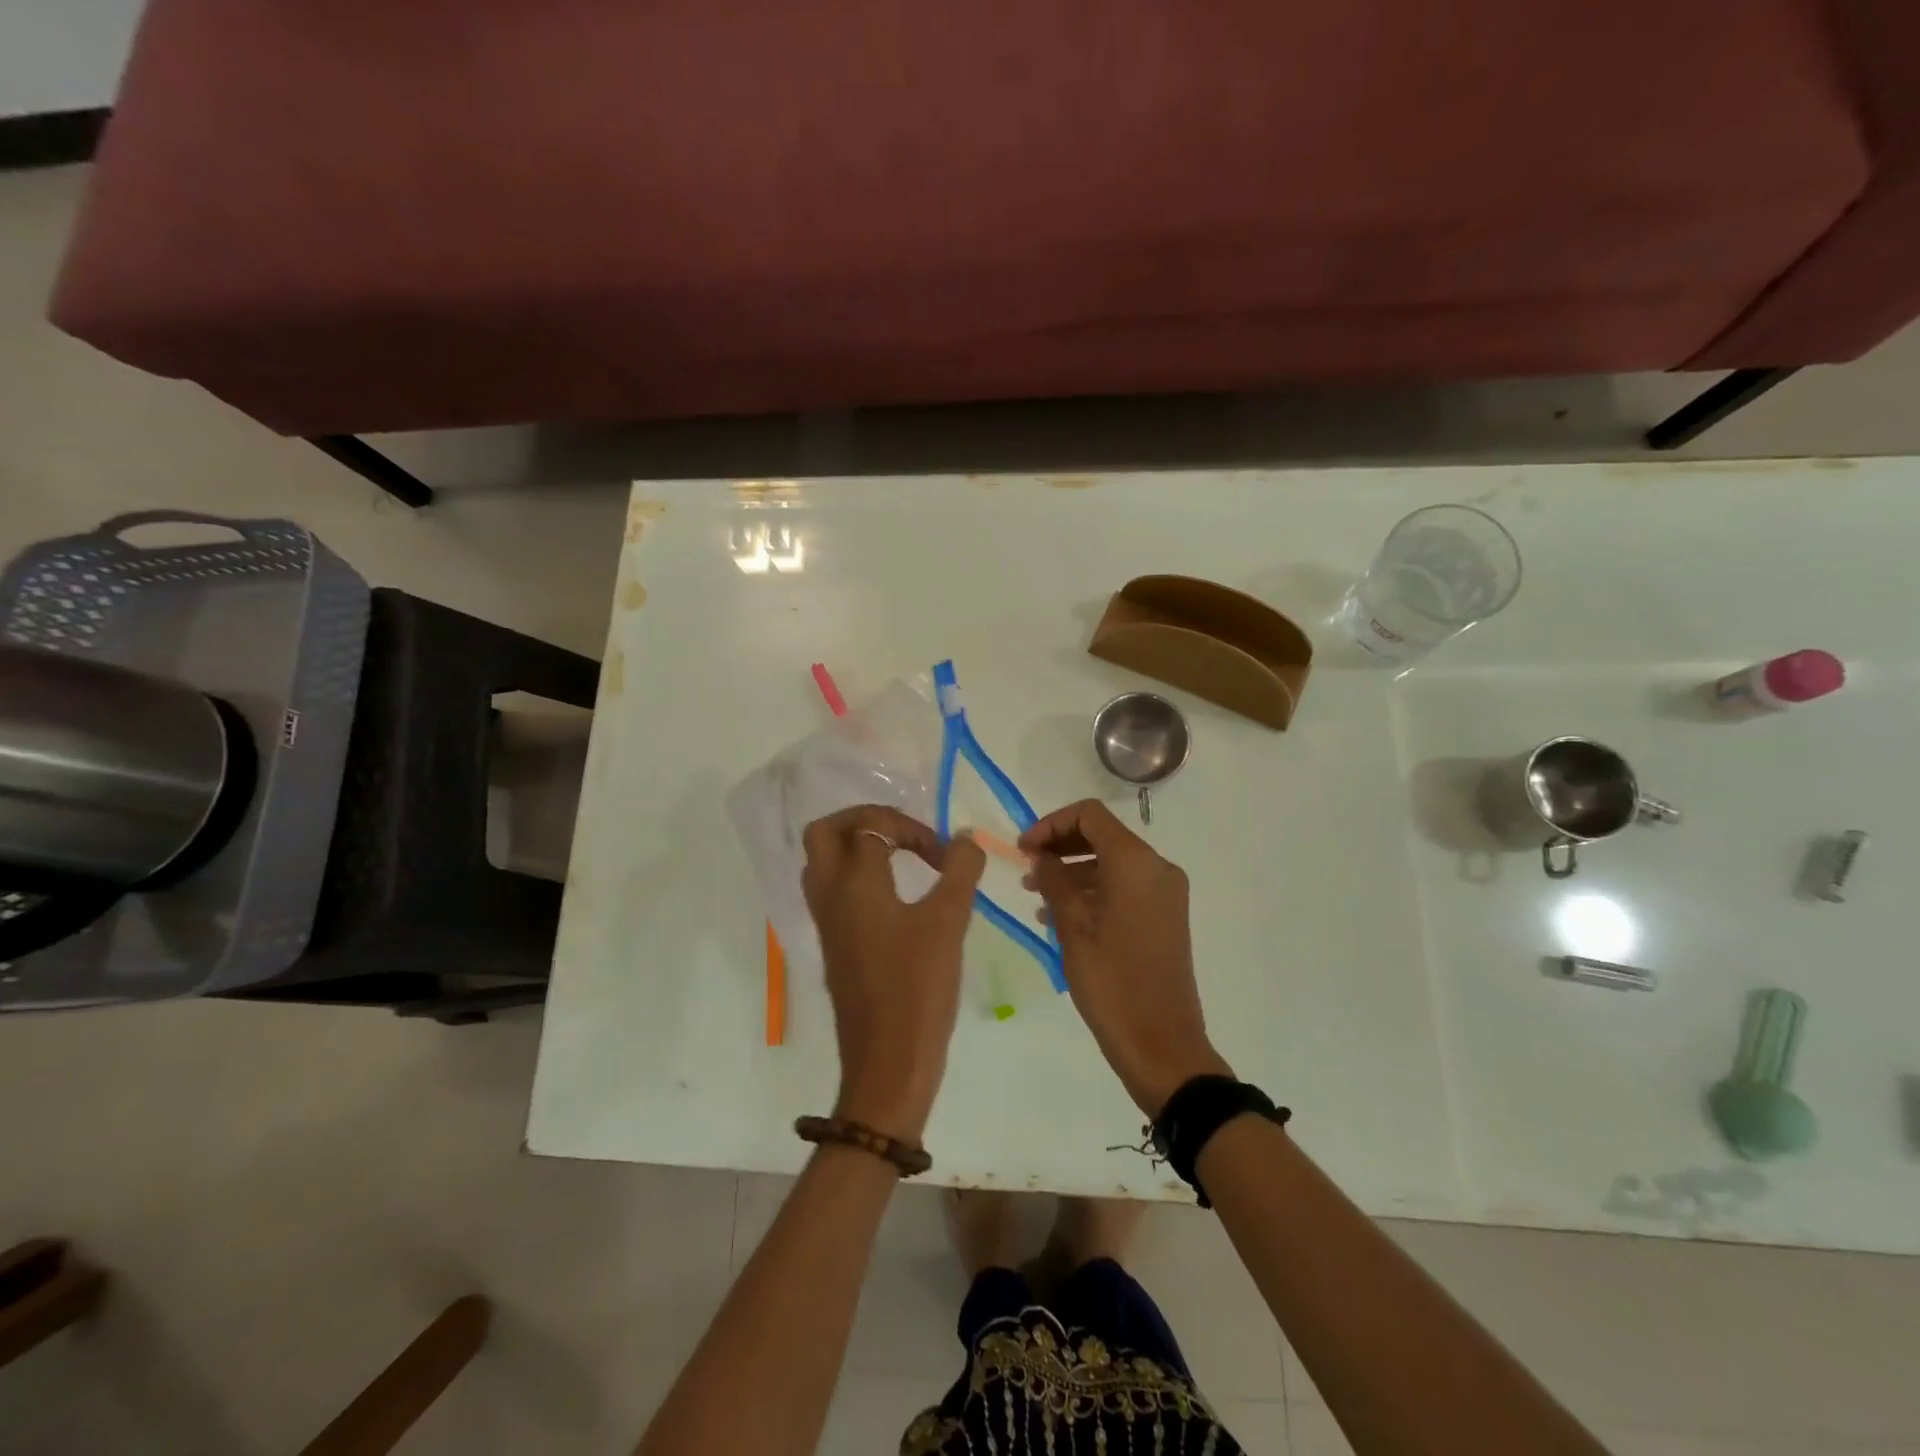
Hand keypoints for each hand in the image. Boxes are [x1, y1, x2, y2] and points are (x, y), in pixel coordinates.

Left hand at [802, 806, 985, 1144]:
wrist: (887, 1064)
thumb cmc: (917, 988)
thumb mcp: (949, 923)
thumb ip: (960, 871)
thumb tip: (966, 838)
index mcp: (853, 884)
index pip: (871, 827)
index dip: (911, 829)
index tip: (944, 856)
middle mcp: (830, 897)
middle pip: (824, 833)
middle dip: (863, 821)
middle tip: (902, 834)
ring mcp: (827, 924)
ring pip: (823, 864)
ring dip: (857, 849)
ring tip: (899, 860)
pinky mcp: (834, 947)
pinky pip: (833, 893)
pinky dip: (857, 879)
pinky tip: (895, 898)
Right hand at [1019, 800, 1231, 1116]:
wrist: (1162, 1045)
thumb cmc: (1112, 984)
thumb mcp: (1072, 928)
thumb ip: (1053, 880)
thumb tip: (1039, 854)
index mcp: (1136, 863)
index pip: (1089, 815)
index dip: (1051, 823)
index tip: (1023, 848)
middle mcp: (1157, 868)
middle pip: (1102, 834)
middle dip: (1060, 845)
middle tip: (1026, 867)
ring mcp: (1165, 892)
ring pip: (1112, 861)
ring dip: (1073, 869)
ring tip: (1035, 894)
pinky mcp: (1165, 915)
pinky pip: (1124, 886)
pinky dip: (1093, 889)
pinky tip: (1060, 914)